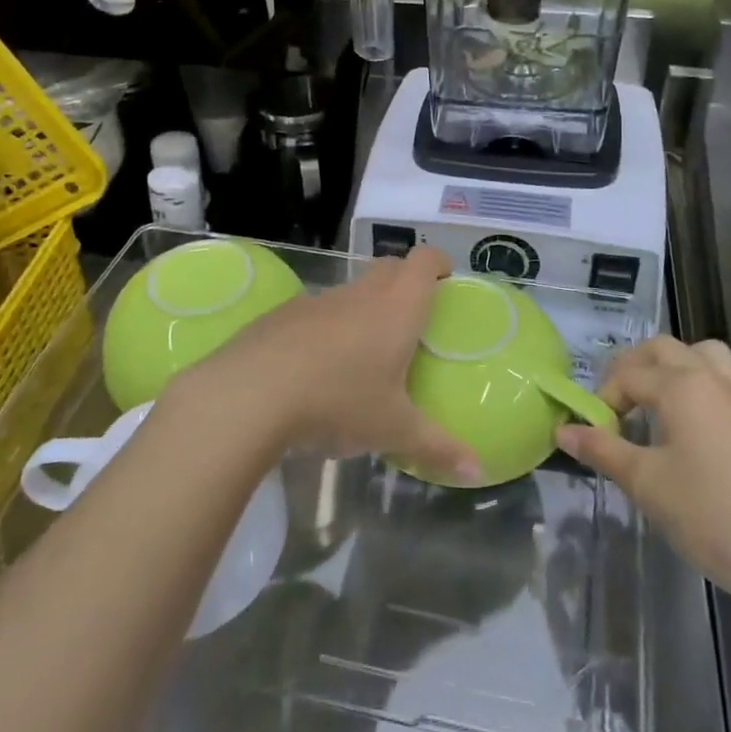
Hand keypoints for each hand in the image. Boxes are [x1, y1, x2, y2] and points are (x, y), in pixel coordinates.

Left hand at [179, 247, 481, 483]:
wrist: (252, 391)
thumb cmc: (339, 400)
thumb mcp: (393, 430)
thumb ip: (437, 446)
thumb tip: (478, 470)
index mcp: (396, 308)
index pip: (424, 261)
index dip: (439, 263)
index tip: (446, 280)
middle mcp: (361, 294)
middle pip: (390, 267)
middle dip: (406, 281)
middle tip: (413, 318)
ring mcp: (319, 300)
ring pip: (352, 290)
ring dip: (364, 307)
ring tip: (365, 351)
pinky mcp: (284, 314)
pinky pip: (317, 311)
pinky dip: (327, 327)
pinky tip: (317, 367)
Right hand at [555, 337, 730, 603]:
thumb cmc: (709, 516)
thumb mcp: (645, 483)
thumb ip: (602, 449)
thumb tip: (563, 429)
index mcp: (681, 385)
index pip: (627, 376)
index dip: (603, 401)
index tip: (594, 434)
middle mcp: (714, 379)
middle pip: (664, 349)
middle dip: (633, 368)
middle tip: (618, 407)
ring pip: (710, 355)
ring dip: (682, 366)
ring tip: (664, 399)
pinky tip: (727, 412)